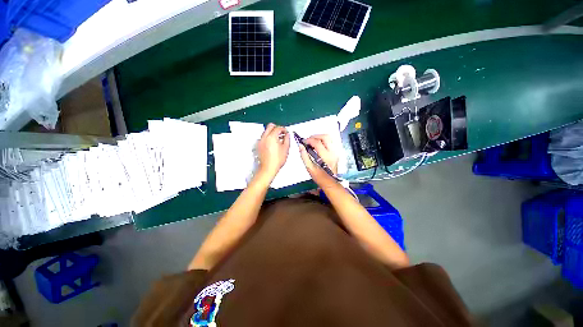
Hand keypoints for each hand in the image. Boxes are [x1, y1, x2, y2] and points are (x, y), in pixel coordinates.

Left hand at [257, 123, 289, 179]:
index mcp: (272, 137)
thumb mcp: (286, 148)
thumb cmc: (276, 160)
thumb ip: (287, 139)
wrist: (268, 168)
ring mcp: (260, 141)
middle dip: (277, 128)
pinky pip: (264, 137)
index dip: (284, 129)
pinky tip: (273, 143)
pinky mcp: (259, 145)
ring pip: (266, 131)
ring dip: (272, 133)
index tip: (286, 132)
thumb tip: (287, 134)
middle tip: (281, 133)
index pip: (278, 128)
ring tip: (278, 139)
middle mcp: (264, 137)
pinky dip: (268, 138)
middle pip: (270, 126)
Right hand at [298, 134, 338, 188]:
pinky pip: (330, 142)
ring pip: (329, 138)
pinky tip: (318, 146)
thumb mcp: (310, 168)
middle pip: (325, 137)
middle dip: (315, 136)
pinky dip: (323, 141)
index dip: (309, 140)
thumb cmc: (320, 177)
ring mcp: (336, 152)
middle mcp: (332, 152)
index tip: (303, 142)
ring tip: (312, 142)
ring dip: (320, 137)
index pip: (317, 143)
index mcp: (326, 157)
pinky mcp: (336, 152)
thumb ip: (304, 156)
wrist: (331, 182)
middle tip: (308, 140)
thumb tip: (300, 146)